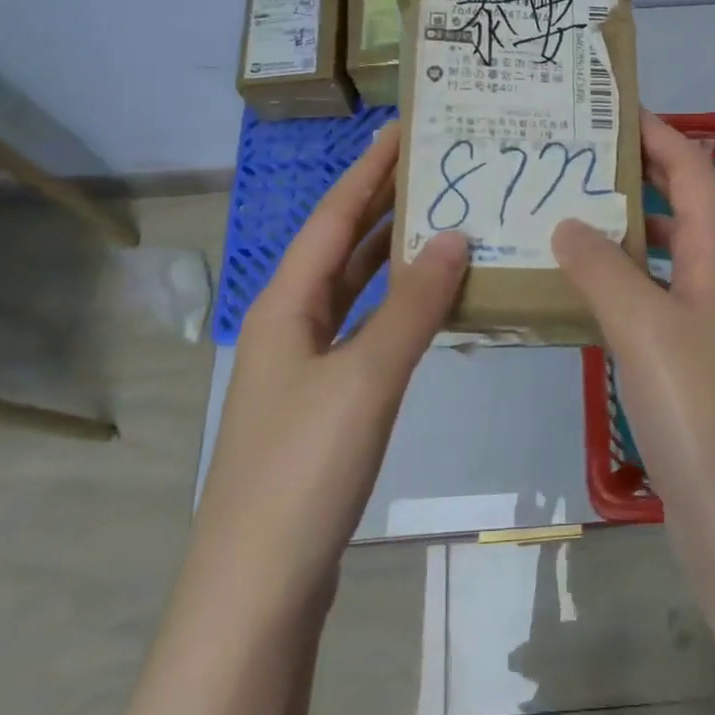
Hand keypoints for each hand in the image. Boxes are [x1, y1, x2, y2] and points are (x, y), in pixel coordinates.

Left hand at [197, 124, 469, 594]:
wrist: (258, 587)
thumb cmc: (304, 468)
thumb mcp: (366, 377)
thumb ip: (414, 305)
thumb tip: (455, 235)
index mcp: (286, 304)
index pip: (335, 216)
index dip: (370, 169)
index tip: (405, 127)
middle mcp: (291, 323)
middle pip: (342, 246)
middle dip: (384, 202)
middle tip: (436, 165)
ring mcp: (306, 365)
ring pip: (355, 289)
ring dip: (394, 254)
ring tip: (444, 219)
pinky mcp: (325, 401)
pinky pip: (367, 328)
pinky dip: (398, 305)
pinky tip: (431, 302)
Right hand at [551, 112, 714, 535]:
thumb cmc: (700, 411)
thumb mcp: (645, 327)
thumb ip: (603, 268)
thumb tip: (568, 221)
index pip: (691, 170)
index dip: (656, 133)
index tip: (608, 110)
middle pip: (674, 206)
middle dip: (629, 176)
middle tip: (567, 160)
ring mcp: (702, 325)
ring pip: (657, 256)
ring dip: (615, 233)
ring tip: (555, 215)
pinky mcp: (685, 364)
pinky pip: (646, 302)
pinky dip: (612, 285)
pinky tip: (570, 293)